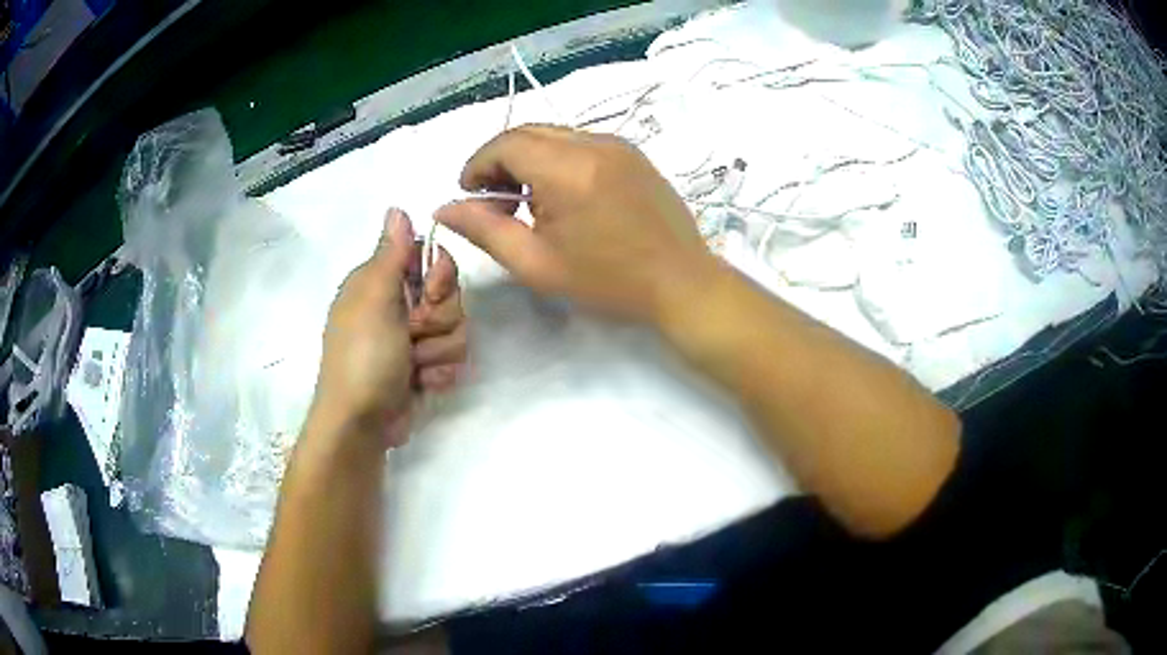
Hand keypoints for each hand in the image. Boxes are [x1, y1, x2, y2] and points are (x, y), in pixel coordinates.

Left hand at [309, 209, 467, 449]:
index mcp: (381, 283)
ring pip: (457, 329)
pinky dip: (440, 373)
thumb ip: (391, 253)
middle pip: (450, 295)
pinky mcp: (425, 367)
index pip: (431, 259)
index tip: (427, 294)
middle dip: (438, 320)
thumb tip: (397, 207)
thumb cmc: (363, 356)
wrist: (361, 423)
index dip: (439, 276)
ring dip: (439, 351)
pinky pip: (454, 358)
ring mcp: (412, 340)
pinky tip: (422, 383)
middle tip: (413, 336)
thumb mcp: (373, 299)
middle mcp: (398, 306)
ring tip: (415, 367)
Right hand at [435, 125, 718, 324]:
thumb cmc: (608, 282)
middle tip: (492, 199)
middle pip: (528, 132)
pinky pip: (581, 143)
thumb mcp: (537, 264)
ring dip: (528, 158)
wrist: (682, 284)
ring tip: (525, 201)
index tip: (469, 194)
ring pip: (554, 135)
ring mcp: (618, 145)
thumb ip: (485, 230)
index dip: (477, 165)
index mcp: (567, 169)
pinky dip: (557, 159)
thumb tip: (443, 208)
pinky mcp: (633, 153)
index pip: (505, 144)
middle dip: (500, 159)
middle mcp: (593, 143)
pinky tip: (560, 195)